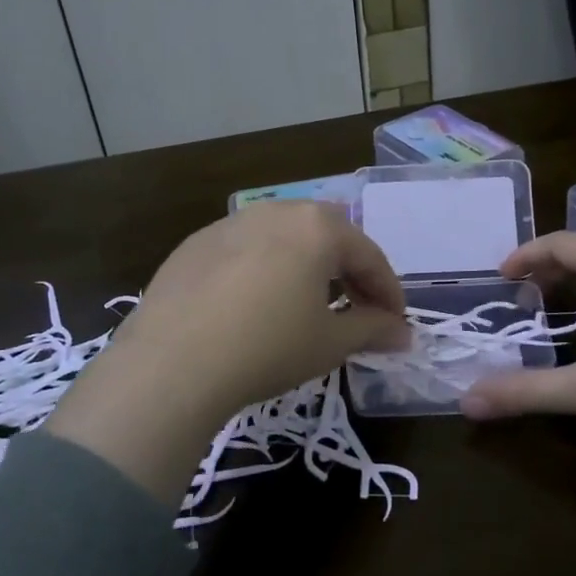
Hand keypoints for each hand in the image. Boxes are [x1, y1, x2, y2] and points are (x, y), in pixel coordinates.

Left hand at [46, 202, 409, 501]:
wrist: (172, 364)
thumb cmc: (268, 347)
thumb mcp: (330, 343)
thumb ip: (372, 329)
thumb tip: (404, 334)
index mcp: (317, 227)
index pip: (369, 255)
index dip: (388, 292)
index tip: (396, 323)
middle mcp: (276, 211)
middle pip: (328, 236)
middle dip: (349, 272)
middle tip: (357, 309)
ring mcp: (230, 223)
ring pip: (284, 239)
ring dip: (306, 266)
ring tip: (308, 304)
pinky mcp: (194, 244)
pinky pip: (245, 250)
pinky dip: (264, 270)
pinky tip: (255, 305)